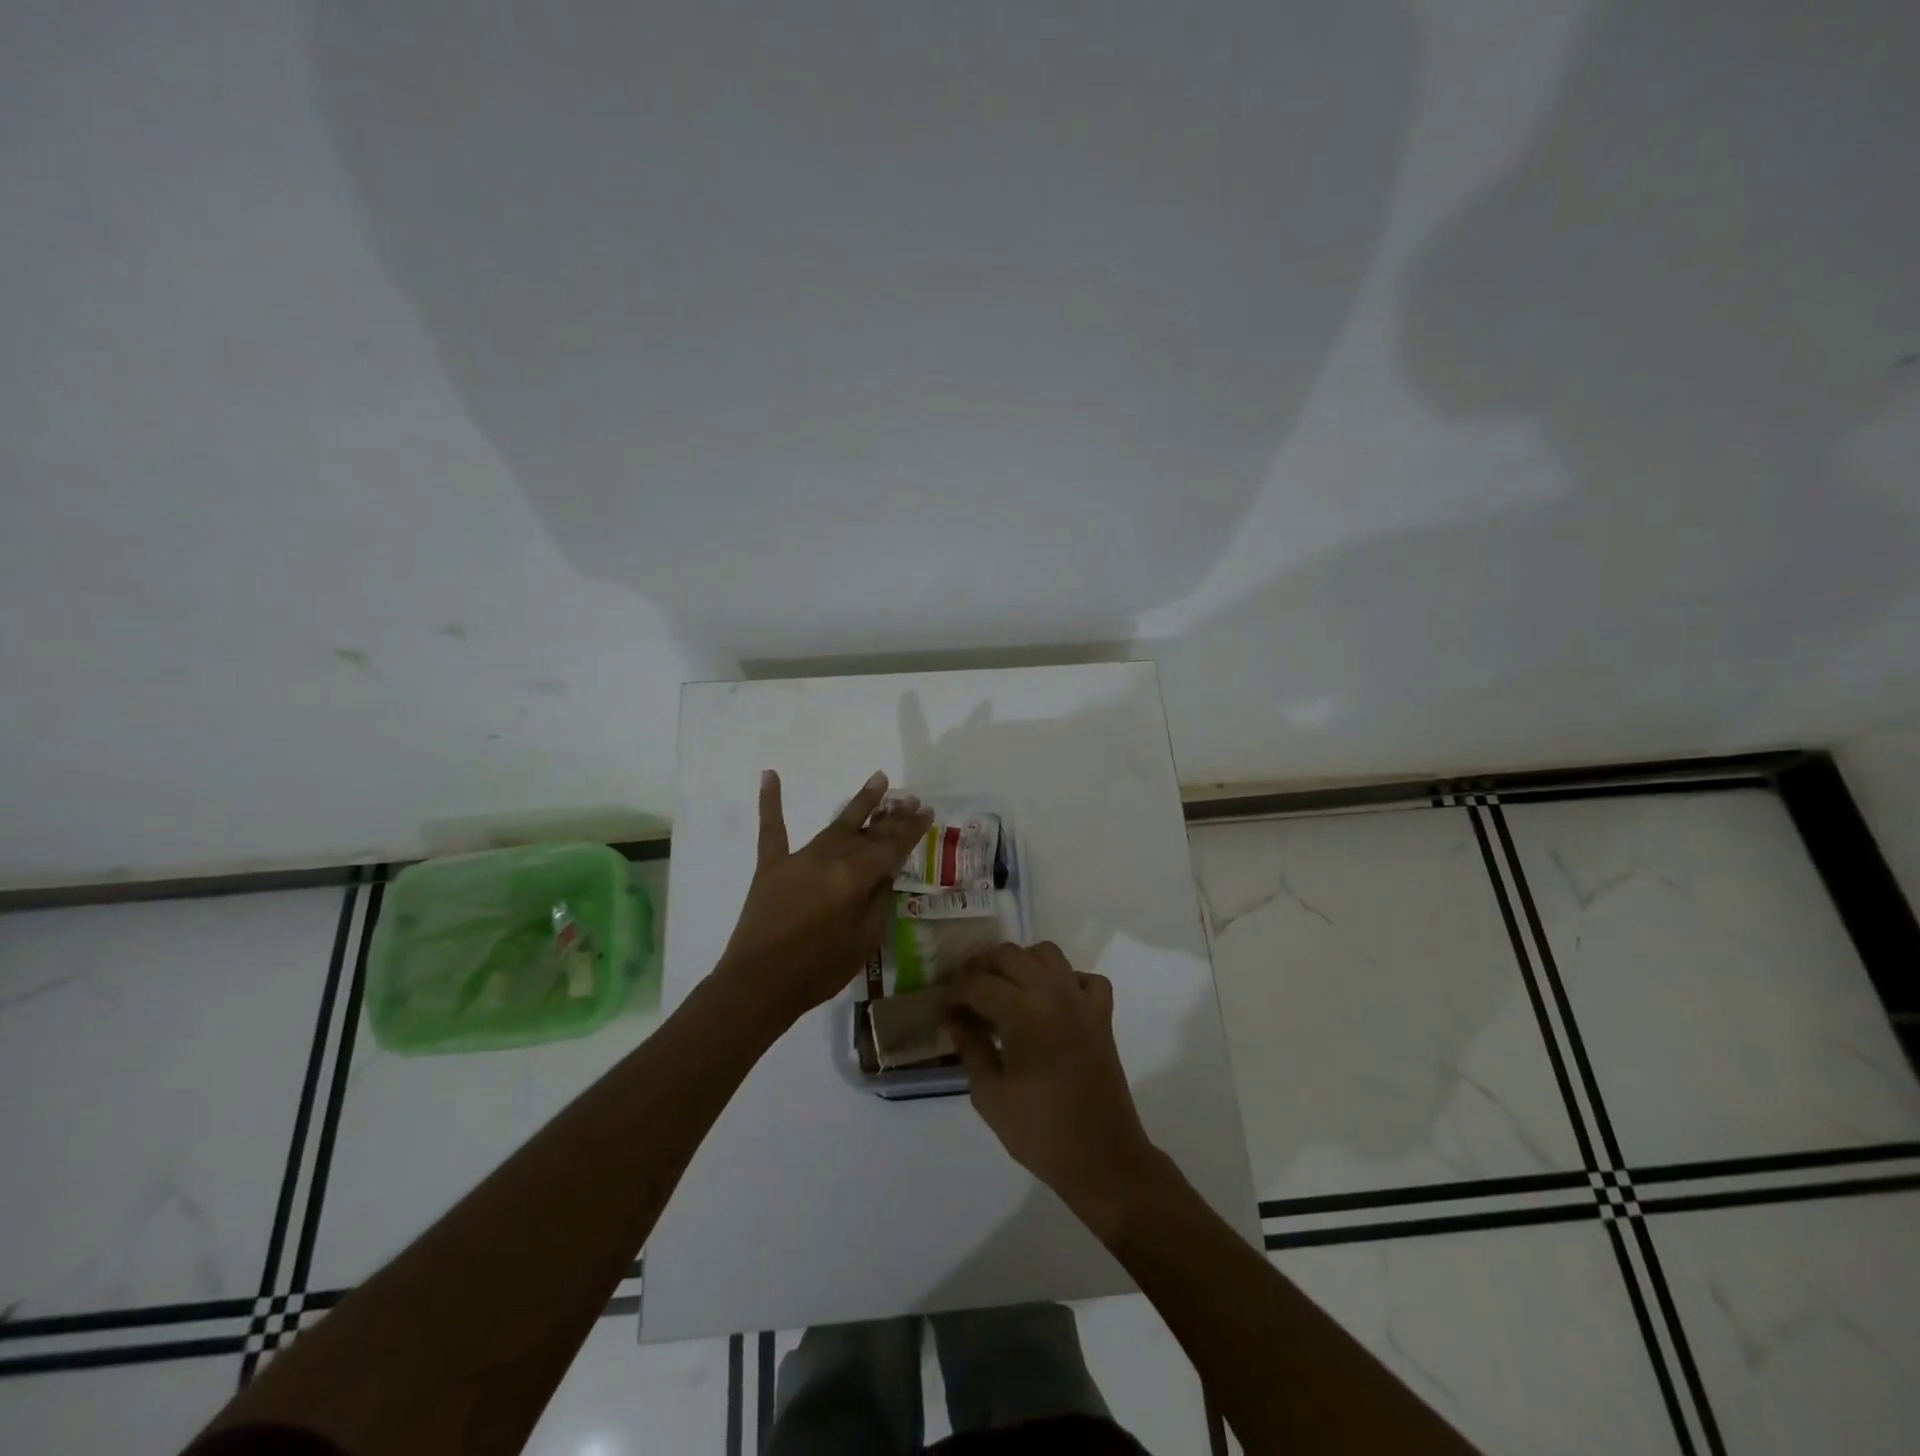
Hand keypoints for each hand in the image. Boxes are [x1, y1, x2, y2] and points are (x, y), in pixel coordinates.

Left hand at [717, 770, 931, 1027]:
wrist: (757, 985)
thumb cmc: (817, 970)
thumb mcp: (863, 942)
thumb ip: (877, 901)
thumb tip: (886, 873)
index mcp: (853, 878)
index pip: (890, 847)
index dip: (910, 829)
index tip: (926, 812)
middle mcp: (828, 858)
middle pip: (867, 833)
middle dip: (892, 816)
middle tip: (911, 800)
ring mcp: (797, 858)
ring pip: (836, 826)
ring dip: (859, 804)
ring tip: (879, 780)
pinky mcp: (771, 866)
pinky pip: (772, 829)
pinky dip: (770, 801)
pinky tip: (769, 774)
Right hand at [943, 943, 1162, 1241]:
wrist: (1102, 1159)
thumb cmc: (1040, 1132)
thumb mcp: (990, 1095)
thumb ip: (970, 1047)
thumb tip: (953, 1018)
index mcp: (1023, 1013)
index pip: (978, 984)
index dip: (954, 993)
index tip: (942, 1009)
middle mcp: (1054, 993)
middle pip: (1010, 955)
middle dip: (981, 969)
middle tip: (966, 995)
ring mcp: (1082, 1001)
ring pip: (1047, 953)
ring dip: (1021, 963)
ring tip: (1004, 990)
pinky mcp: (1102, 1015)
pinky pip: (1085, 978)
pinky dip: (1066, 980)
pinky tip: (1051, 1002)